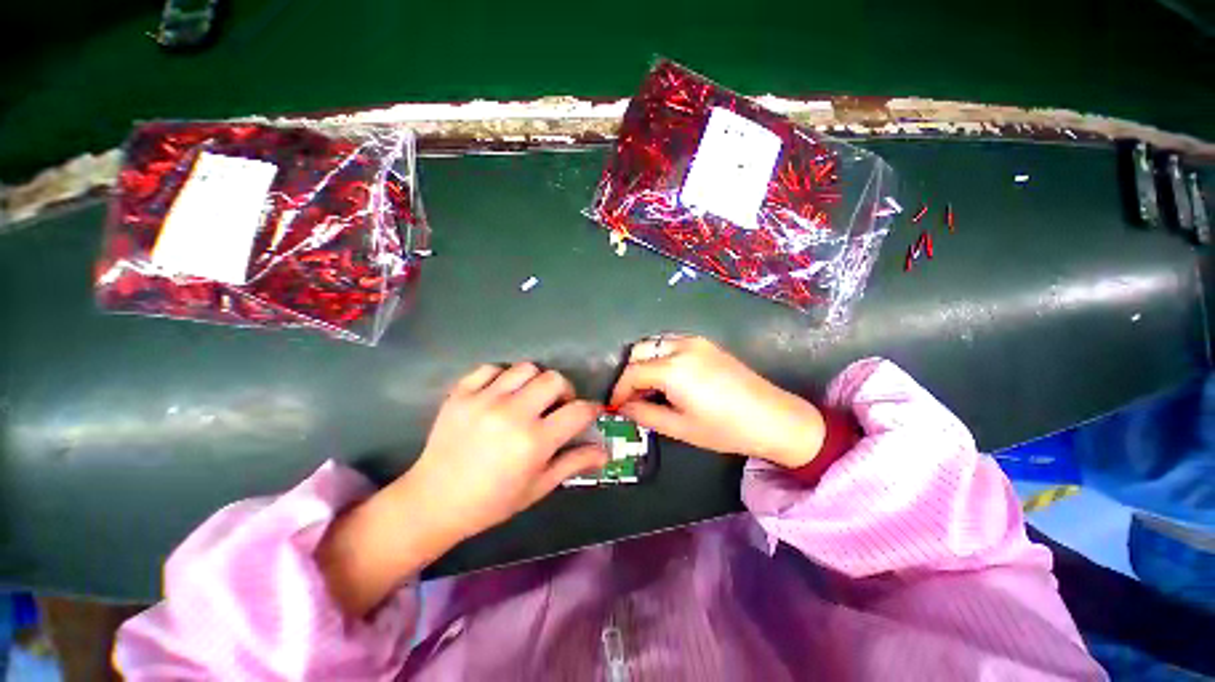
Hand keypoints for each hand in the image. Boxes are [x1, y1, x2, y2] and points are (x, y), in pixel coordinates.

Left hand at [404, 362, 608, 538]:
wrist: (433, 501)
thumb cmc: (491, 501)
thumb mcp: (538, 487)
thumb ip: (574, 463)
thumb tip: (605, 452)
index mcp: (534, 442)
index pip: (578, 411)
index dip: (591, 410)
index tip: (590, 413)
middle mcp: (512, 414)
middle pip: (554, 379)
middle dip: (565, 391)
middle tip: (557, 406)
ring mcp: (484, 400)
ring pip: (526, 368)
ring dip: (535, 381)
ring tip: (529, 398)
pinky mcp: (460, 393)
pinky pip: (491, 368)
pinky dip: (501, 377)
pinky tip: (500, 394)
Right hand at [610, 336, 824, 467]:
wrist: (773, 418)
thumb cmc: (725, 429)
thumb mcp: (680, 427)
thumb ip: (645, 414)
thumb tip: (623, 407)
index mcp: (673, 369)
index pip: (632, 373)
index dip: (619, 389)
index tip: (614, 405)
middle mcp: (681, 347)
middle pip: (639, 351)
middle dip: (629, 373)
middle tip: (631, 397)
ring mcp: (695, 341)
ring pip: (654, 343)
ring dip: (644, 362)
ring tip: (648, 388)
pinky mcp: (706, 343)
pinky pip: (671, 343)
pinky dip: (660, 356)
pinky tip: (667, 378)